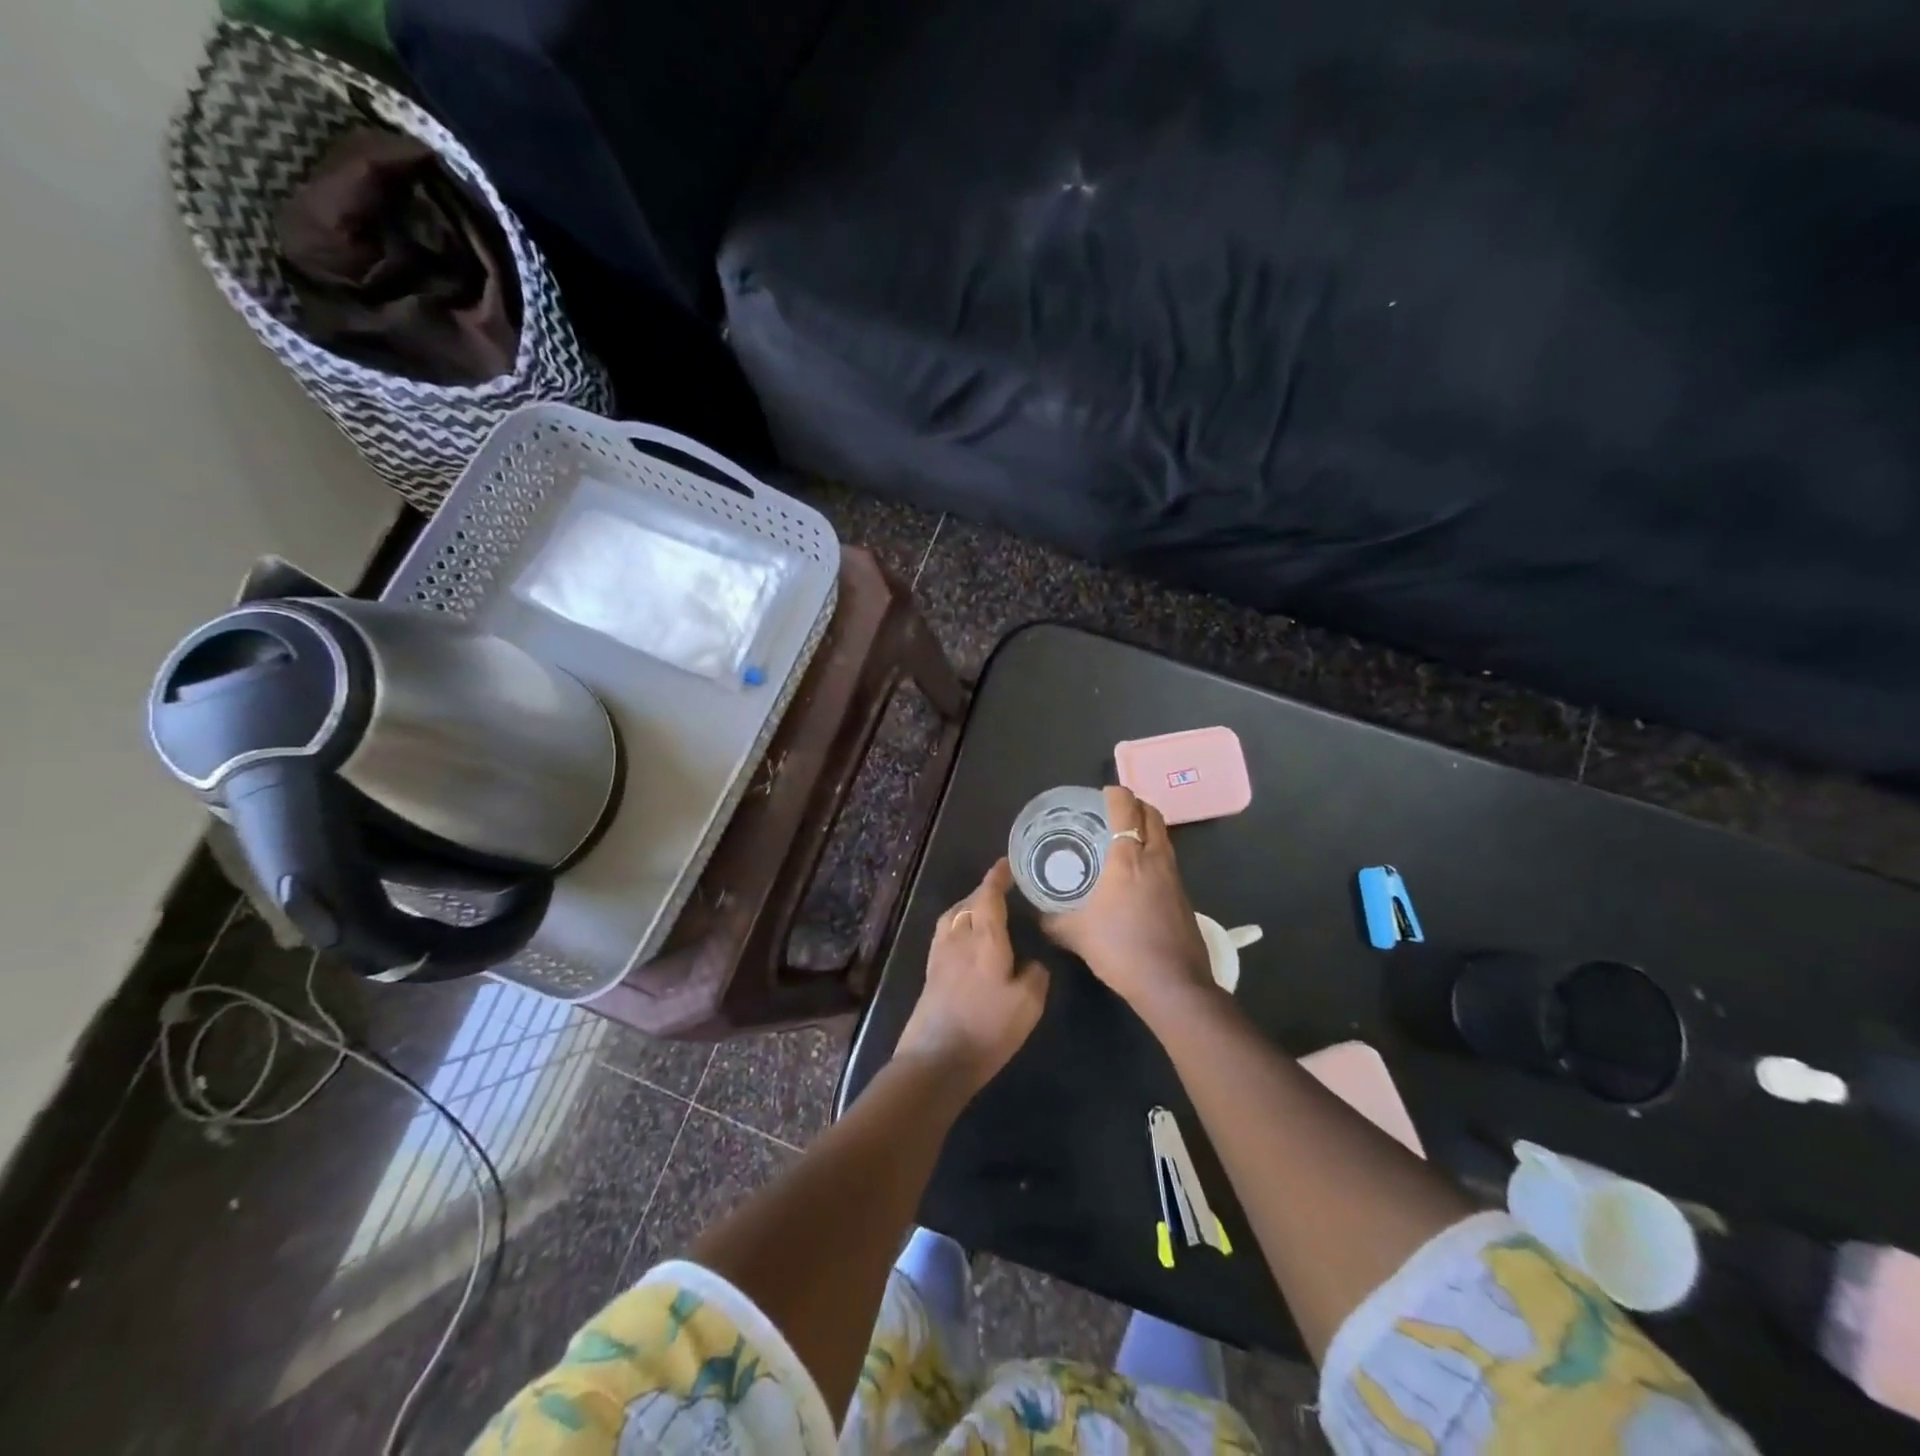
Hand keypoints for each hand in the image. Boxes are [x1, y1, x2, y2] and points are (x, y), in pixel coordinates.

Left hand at [896, 859, 1049, 1093]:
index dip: (998, 877)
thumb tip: (1031, 962)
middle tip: (1004, 889)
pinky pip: (945, 932)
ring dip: (969, 906)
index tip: (1007, 864)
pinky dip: (958, 924)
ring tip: (984, 910)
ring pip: (954, 916)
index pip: (989, 896)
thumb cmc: (987, 1028)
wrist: (936, 1059)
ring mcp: (940, 954)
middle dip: (985, 891)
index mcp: (985, 938)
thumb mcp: (1028, 1004)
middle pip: (969, 902)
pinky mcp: (930, 972)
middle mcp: (959, 937)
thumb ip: (1035, 975)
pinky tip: (966, 938)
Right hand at [1041, 786, 1215, 1014]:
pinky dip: (1153, 853)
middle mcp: (1155, 858)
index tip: (1101, 795)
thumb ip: (1053, 920)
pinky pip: (1167, 859)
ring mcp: (1174, 876)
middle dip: (1134, 805)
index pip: (1126, 807)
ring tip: (1122, 839)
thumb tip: (1037, 915)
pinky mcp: (1183, 895)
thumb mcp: (1076, 934)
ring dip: (1146, 828)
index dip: (1114, 794)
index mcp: (1128, 858)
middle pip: (1151, 814)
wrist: (1173, 984)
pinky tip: (1136, 875)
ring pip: (1163, 836)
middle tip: (1112, 812)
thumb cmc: (1121, 949)